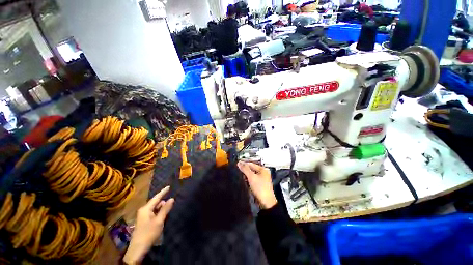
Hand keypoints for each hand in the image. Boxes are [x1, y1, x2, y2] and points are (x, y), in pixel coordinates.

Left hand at [123, 186, 173, 264]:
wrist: (138, 249)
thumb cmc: (149, 233)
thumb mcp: (159, 220)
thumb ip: (165, 209)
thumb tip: (172, 198)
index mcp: (146, 209)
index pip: (156, 197)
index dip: (163, 192)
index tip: (169, 186)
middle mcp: (144, 210)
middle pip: (155, 203)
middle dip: (163, 201)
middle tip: (172, 200)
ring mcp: (143, 216)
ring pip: (154, 208)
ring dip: (161, 208)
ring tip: (169, 207)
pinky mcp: (144, 221)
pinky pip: (153, 213)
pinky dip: (158, 212)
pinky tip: (163, 214)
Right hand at [237, 161, 276, 209]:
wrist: (266, 203)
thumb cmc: (260, 188)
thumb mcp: (252, 177)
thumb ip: (245, 169)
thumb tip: (239, 163)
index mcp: (263, 169)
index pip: (251, 164)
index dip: (244, 164)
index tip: (236, 164)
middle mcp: (263, 172)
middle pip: (252, 169)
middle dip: (245, 170)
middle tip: (237, 170)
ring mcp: (262, 179)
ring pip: (252, 174)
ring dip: (246, 175)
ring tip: (239, 175)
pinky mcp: (260, 184)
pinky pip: (253, 179)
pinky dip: (248, 179)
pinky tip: (244, 180)